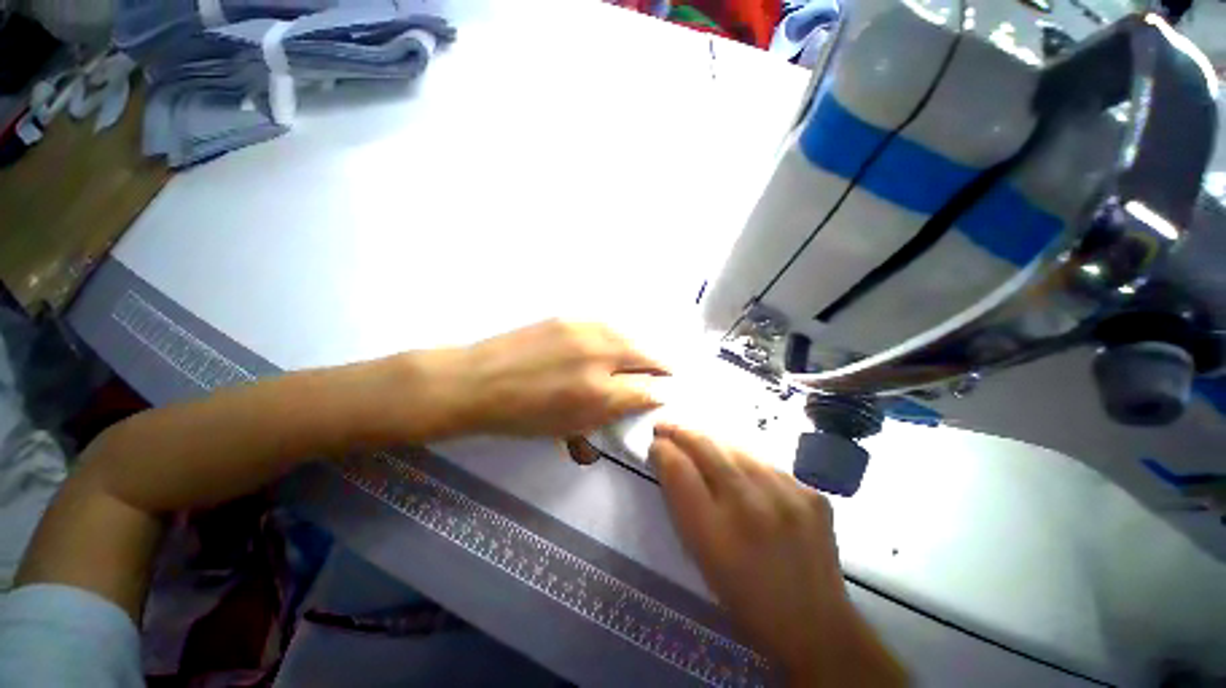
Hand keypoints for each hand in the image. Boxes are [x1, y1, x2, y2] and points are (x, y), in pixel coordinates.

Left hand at [441, 319, 667, 436]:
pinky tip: (618, 343)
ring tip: (646, 357)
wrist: (478, 381)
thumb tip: (640, 398)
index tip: (664, 394)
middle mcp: (598, 358)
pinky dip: (620, 337)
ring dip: (643, 348)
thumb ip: (610, 412)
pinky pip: (608, 326)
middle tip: (666, 372)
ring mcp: (584, 332)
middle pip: (646, 356)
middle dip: (661, 366)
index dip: (659, 394)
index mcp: (597, 394)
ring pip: (630, 336)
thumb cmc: (521, 416)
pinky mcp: (570, 318)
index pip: (647, 390)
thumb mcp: (570, 426)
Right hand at [650, 424, 905, 686]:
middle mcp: (751, 507)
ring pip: (737, 448)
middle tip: (667, 426)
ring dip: (712, 443)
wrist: (814, 624)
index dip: (663, 449)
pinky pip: (766, 464)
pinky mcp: (812, 493)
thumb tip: (667, 458)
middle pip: (707, 448)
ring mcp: (788, 496)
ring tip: (699, 442)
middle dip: (681, 432)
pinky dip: (745, 461)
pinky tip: (740, 470)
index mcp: (715, 534)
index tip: (656, 443)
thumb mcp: (699, 555)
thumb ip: (680, 501)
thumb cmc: (743, 596)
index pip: (679, 469)